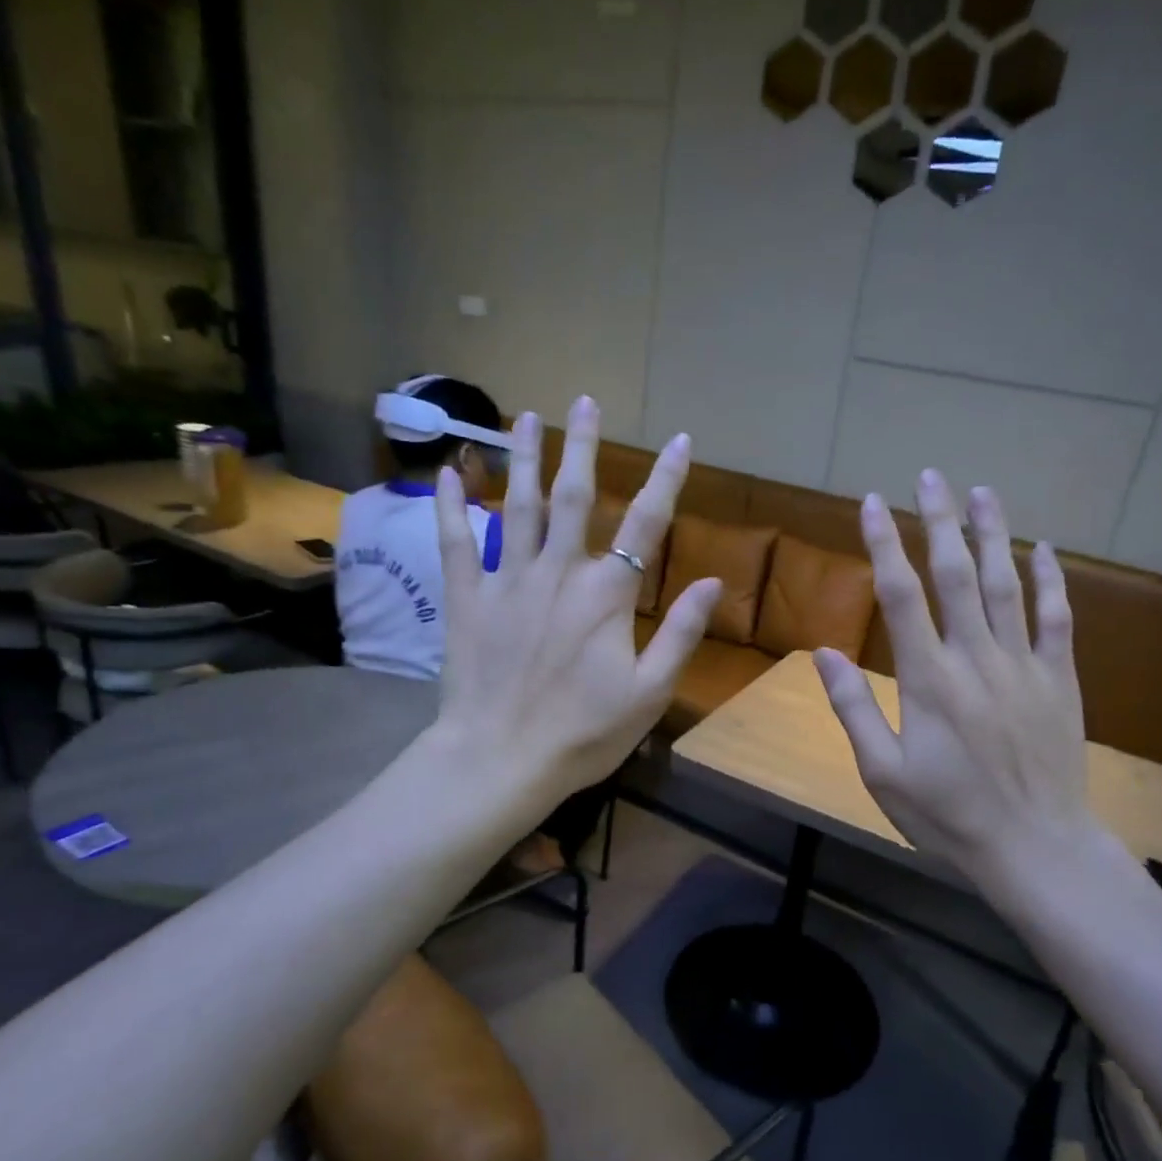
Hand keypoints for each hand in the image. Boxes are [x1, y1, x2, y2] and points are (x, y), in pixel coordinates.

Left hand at [430, 397, 721, 807]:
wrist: (501, 759)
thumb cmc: (584, 733)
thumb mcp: (649, 691)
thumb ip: (682, 633)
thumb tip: (711, 581)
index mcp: (607, 594)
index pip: (645, 524)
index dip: (666, 479)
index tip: (680, 441)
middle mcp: (558, 573)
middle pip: (573, 496)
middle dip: (582, 446)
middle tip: (584, 401)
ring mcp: (507, 581)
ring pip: (517, 506)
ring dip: (524, 458)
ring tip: (526, 417)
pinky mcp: (467, 599)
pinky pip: (457, 542)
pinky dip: (453, 506)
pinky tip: (450, 472)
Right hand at [814, 471, 1094, 884]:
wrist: (1035, 846)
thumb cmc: (948, 814)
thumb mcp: (882, 773)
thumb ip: (853, 709)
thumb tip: (823, 654)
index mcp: (928, 679)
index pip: (901, 596)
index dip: (884, 545)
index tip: (873, 503)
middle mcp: (976, 658)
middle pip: (955, 575)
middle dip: (940, 521)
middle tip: (930, 475)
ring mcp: (1023, 664)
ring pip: (1006, 585)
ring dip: (992, 534)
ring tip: (982, 491)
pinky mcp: (1059, 679)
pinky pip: (1057, 618)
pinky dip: (1050, 580)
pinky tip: (1042, 549)